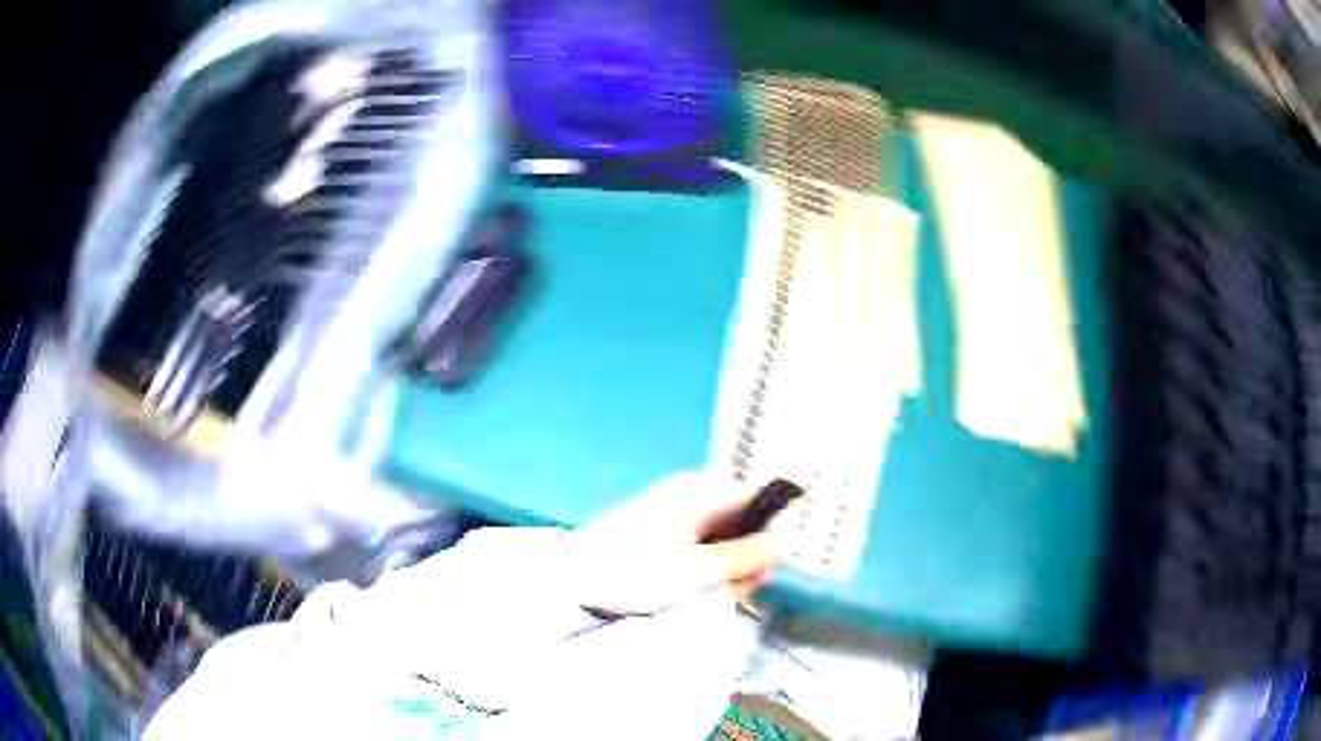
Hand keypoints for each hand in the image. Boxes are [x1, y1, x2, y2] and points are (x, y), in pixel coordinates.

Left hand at [571, 471, 782, 615]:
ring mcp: (675, 517)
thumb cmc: (628, 573)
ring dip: (723, 573)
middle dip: (743, 561)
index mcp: (699, 491)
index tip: (762, 568)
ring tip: (702, 596)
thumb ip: (746, 557)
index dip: (768, 535)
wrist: (572, 585)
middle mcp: (690, 497)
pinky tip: (689, 594)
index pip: (759, 500)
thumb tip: (782, 542)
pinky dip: (703, 573)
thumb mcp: (697, 571)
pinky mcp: (663, 537)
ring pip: (723, 542)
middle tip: (727, 590)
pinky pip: (700, 551)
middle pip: (742, 525)